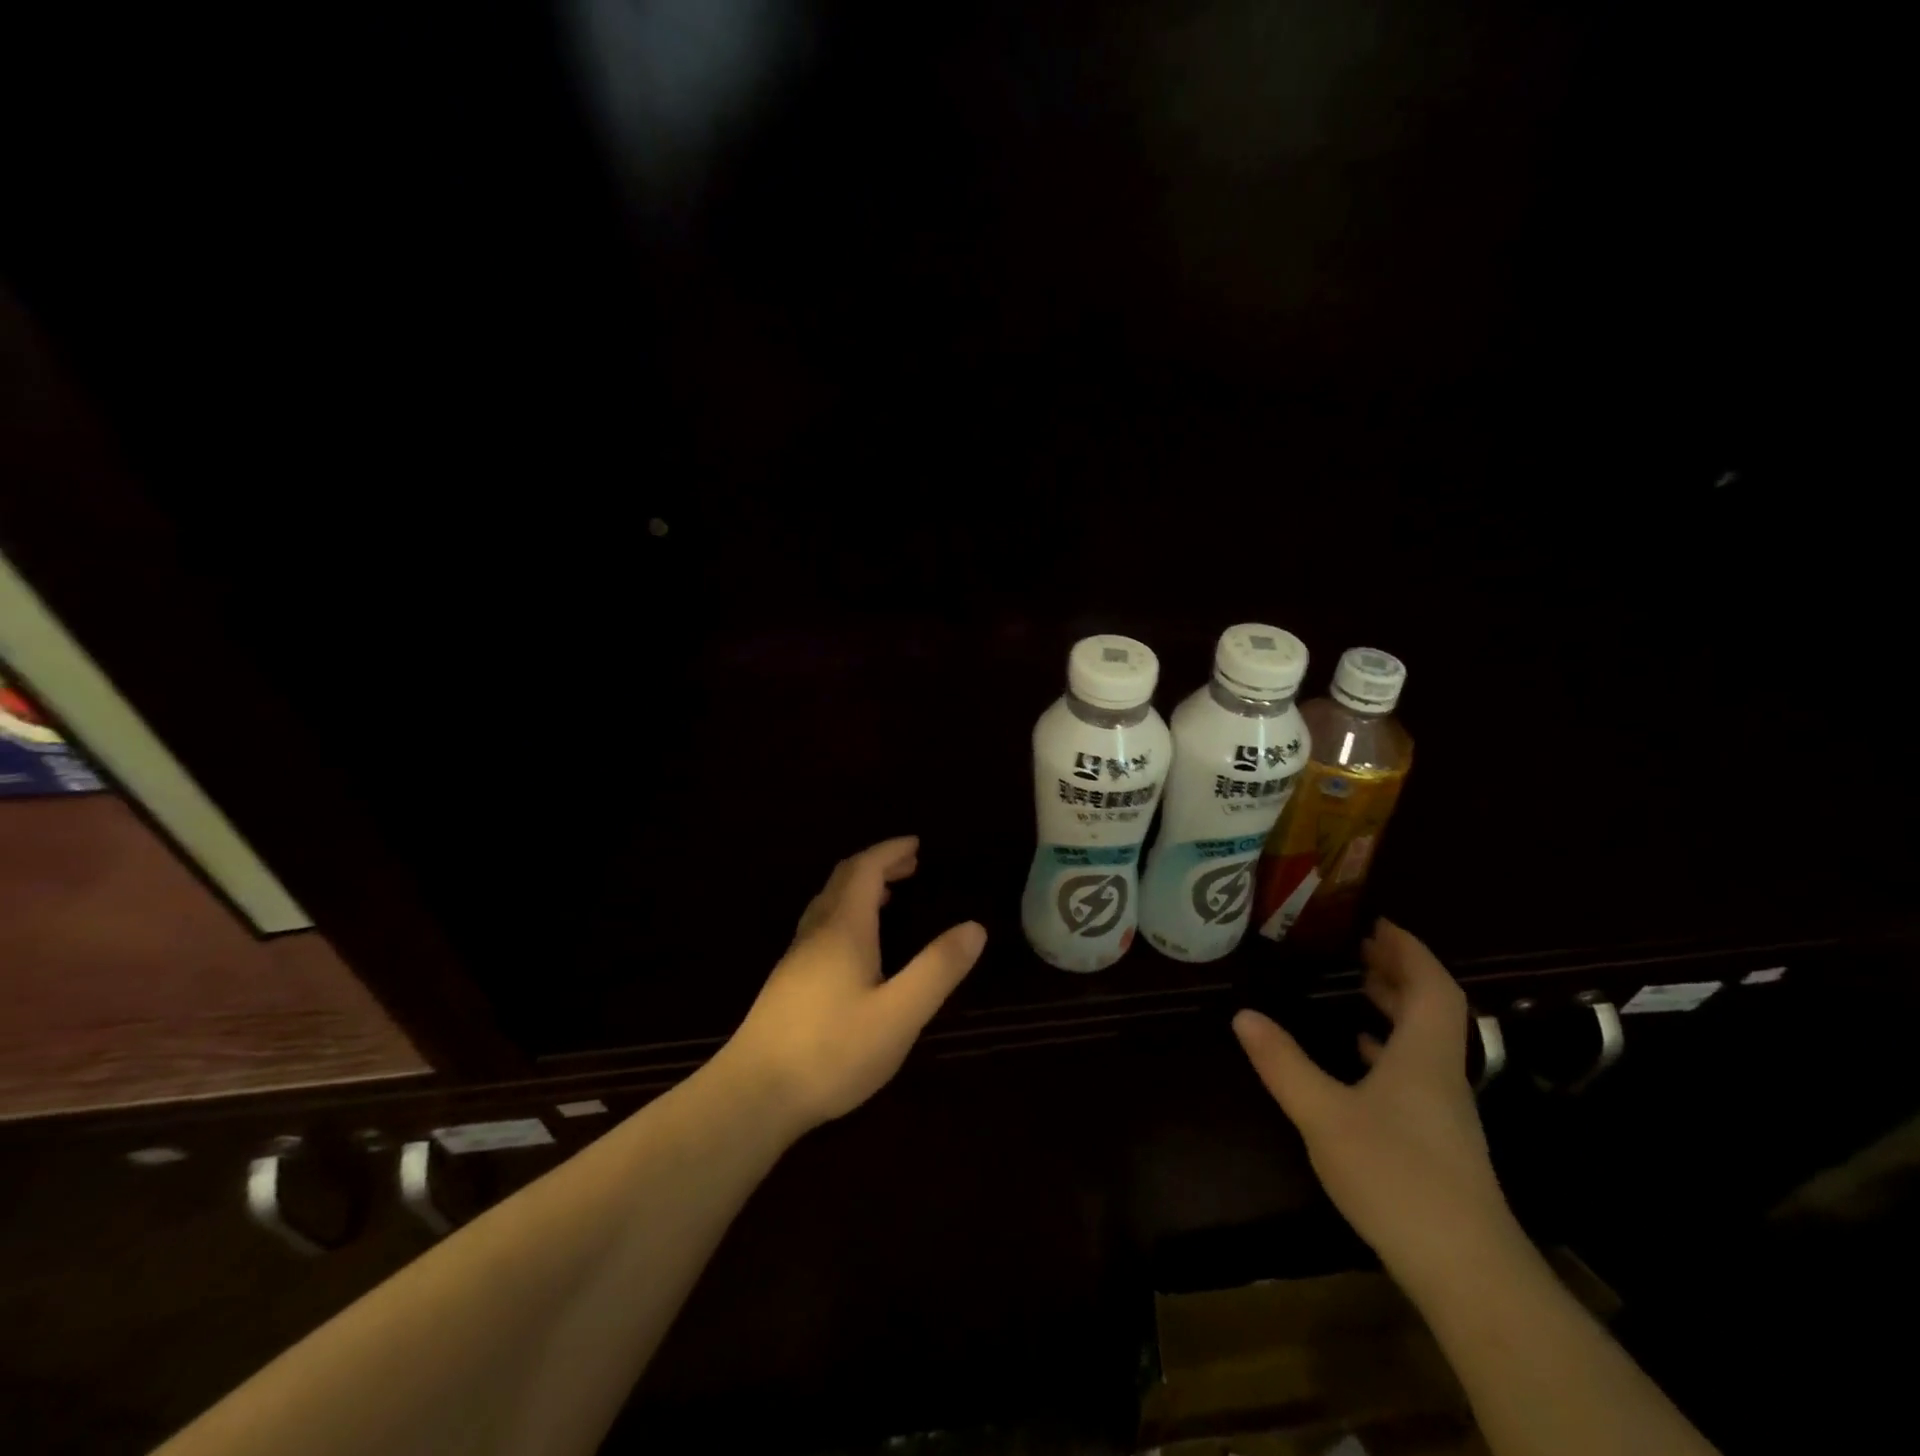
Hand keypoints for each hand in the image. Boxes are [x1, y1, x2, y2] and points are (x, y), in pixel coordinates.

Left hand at [724, 836, 986, 1134]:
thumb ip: (937, 969)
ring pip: (828, 904)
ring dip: (859, 889)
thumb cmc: (832, 1051)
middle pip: (843, 880)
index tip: (916, 844)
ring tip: (889, 898)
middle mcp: (816, 933)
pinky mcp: (787, 983)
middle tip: (910, 866)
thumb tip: (975, 927)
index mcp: (843, 929)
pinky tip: (857, 947)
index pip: (864, 869)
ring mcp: (796, 958)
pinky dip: (847, 914)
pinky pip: (821, 926)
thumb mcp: (898, 1014)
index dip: (890, 851)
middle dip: (877, 865)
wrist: (753, 1095)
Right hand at [1233, 921, 1516, 1290]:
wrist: (1467, 1271)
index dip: (1409, 950)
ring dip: (1397, 1007)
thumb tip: (1243, 1015)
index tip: (1379, 923)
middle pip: (1433, 1008)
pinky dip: (1392, 1048)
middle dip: (1400, 971)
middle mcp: (1442, 1073)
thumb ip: (1283, 1063)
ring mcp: (1445, 1109)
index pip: (1431, 986)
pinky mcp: (1438, 1139)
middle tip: (1363, 947)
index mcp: (1425, 1056)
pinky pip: (1417, 1071)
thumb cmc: (1397, 1178)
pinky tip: (1363, 1056)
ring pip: (1426, 1040)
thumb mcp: (1324, 1115)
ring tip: (1361, 986)